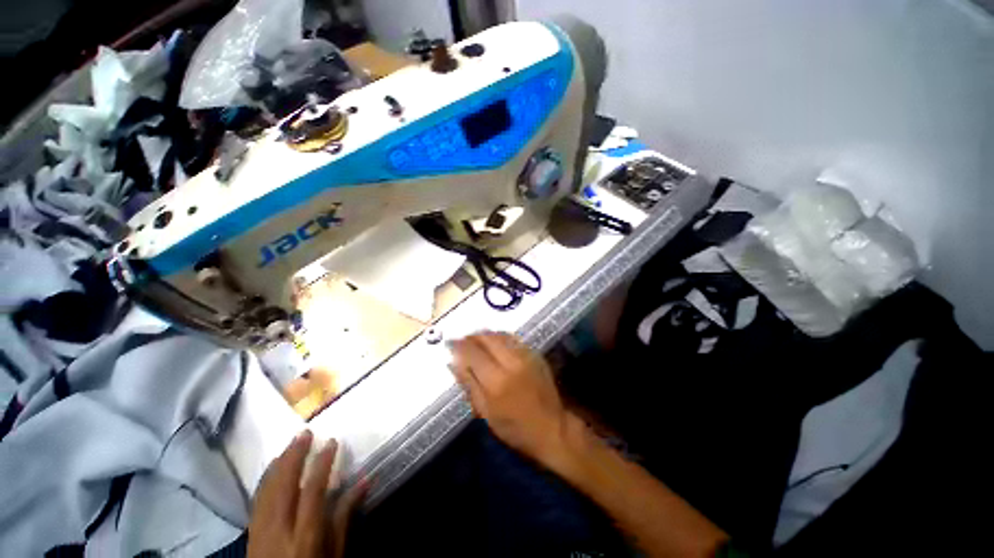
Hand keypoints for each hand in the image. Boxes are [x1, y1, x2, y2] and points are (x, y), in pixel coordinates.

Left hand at [248, 431, 364, 557]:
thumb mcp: (336, 553)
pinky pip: (256, 501)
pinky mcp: (250, 534)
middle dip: (294, 456)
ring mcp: (260, 531)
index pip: (313, 490)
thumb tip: (364, 481)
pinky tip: (271, 469)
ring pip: (266, 490)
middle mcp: (279, 529)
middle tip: (305, 433)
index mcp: (305, 534)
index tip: (331, 442)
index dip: (322, 463)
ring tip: (290, 445)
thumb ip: (345, 518)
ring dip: (278, 464)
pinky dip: (265, 480)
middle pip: (284, 485)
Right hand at [449, 332, 570, 466]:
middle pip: (486, 337)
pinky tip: (494, 343)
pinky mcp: (535, 353)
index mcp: (496, 380)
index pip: (471, 352)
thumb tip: (452, 362)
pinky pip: (512, 338)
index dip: (458, 345)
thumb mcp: (486, 412)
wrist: (552, 427)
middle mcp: (511, 361)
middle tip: (462, 341)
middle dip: (471, 336)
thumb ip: (468, 384)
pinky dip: (499, 337)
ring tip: (476, 340)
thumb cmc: (515, 428)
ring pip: (499, 334)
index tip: (449, 343)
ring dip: (485, 334)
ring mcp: (525, 355)